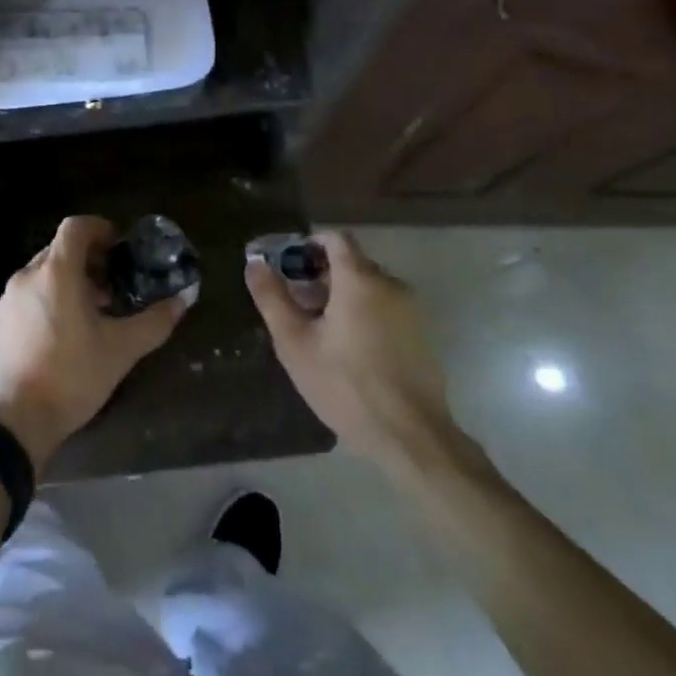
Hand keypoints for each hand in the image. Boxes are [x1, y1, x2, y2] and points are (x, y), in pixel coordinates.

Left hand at [0, 216, 193, 471]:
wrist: (13, 421)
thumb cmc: (70, 376)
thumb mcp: (120, 350)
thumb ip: (154, 322)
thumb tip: (183, 300)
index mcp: (56, 272)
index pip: (76, 226)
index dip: (100, 228)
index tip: (119, 248)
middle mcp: (28, 275)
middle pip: (61, 249)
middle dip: (89, 259)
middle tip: (113, 286)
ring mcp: (9, 298)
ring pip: (44, 272)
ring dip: (70, 280)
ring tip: (93, 312)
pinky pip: (29, 293)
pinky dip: (50, 297)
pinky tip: (65, 332)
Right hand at [245, 231, 458, 467]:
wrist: (411, 437)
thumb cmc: (345, 385)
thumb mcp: (295, 342)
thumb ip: (272, 297)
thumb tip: (254, 263)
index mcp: (359, 278)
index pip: (335, 238)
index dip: (309, 244)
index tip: (288, 265)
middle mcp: (389, 284)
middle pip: (351, 262)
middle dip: (321, 273)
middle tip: (296, 302)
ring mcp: (410, 310)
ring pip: (369, 286)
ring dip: (342, 295)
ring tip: (318, 328)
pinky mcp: (420, 335)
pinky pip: (385, 308)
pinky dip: (363, 313)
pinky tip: (347, 348)